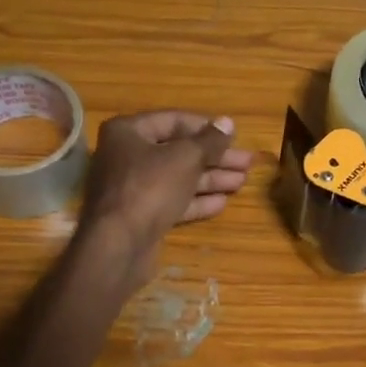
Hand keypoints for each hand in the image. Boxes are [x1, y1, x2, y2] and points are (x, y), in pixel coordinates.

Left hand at [79, 111, 256, 279]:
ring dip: (210, 179)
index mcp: (128, 132)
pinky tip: (223, 202)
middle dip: (214, 157)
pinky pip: (172, 201)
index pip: (173, 121)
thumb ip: (209, 141)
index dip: (206, 128)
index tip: (234, 136)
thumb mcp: (186, 158)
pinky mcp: (140, 216)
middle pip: (178, 151)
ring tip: (242, 181)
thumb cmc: (149, 188)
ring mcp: (132, 188)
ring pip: (178, 178)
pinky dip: (196, 200)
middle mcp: (126, 156)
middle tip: (247, 162)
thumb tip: (228, 123)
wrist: (118, 245)